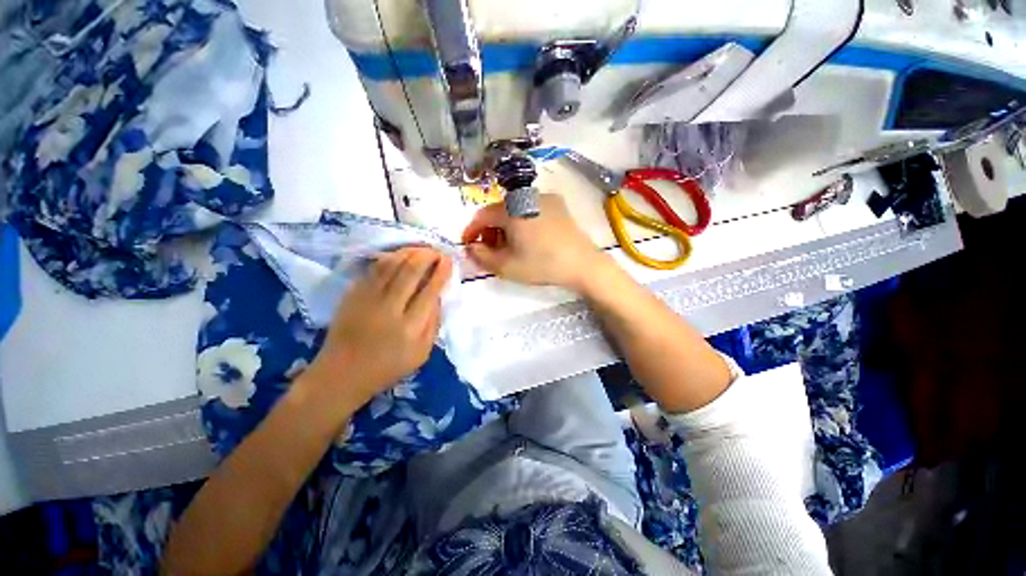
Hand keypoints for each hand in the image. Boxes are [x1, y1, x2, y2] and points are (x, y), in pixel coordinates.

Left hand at [306, 247, 451, 406]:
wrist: (342, 374)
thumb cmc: (387, 367)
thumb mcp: (422, 353)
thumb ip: (434, 323)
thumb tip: (438, 295)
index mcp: (411, 327)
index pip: (430, 290)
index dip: (441, 272)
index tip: (448, 260)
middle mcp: (390, 309)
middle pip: (411, 272)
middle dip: (427, 256)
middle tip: (436, 251)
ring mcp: (368, 299)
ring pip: (391, 265)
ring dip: (409, 252)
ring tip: (421, 249)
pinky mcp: (352, 295)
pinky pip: (374, 269)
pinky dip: (389, 258)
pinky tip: (399, 255)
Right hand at [462, 194, 607, 291]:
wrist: (582, 264)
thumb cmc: (542, 265)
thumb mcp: (506, 267)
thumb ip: (481, 256)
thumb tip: (471, 247)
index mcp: (511, 210)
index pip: (481, 216)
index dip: (471, 231)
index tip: (468, 245)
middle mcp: (526, 197)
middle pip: (498, 211)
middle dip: (489, 230)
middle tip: (489, 250)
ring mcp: (544, 198)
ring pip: (515, 209)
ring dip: (506, 226)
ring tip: (509, 246)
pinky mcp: (558, 204)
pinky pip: (531, 209)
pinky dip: (522, 221)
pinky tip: (528, 238)